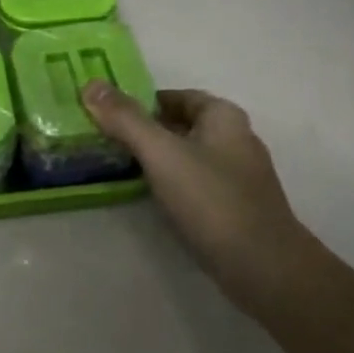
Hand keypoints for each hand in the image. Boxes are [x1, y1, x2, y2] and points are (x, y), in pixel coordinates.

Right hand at [81, 83, 311, 318]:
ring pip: (185, 156)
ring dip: (154, 159)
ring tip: (115, 166)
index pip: (175, 96)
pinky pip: (193, 184)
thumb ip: (125, 119)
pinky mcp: (233, 208)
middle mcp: (234, 139)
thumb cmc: (212, 200)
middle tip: (102, 138)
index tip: (105, 113)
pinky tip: (146, 197)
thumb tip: (90, 84)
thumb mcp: (161, 153)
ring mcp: (236, 176)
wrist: (263, 268)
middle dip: (143, 130)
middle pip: (179, 125)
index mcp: (223, 116)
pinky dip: (169, 184)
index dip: (140, 101)